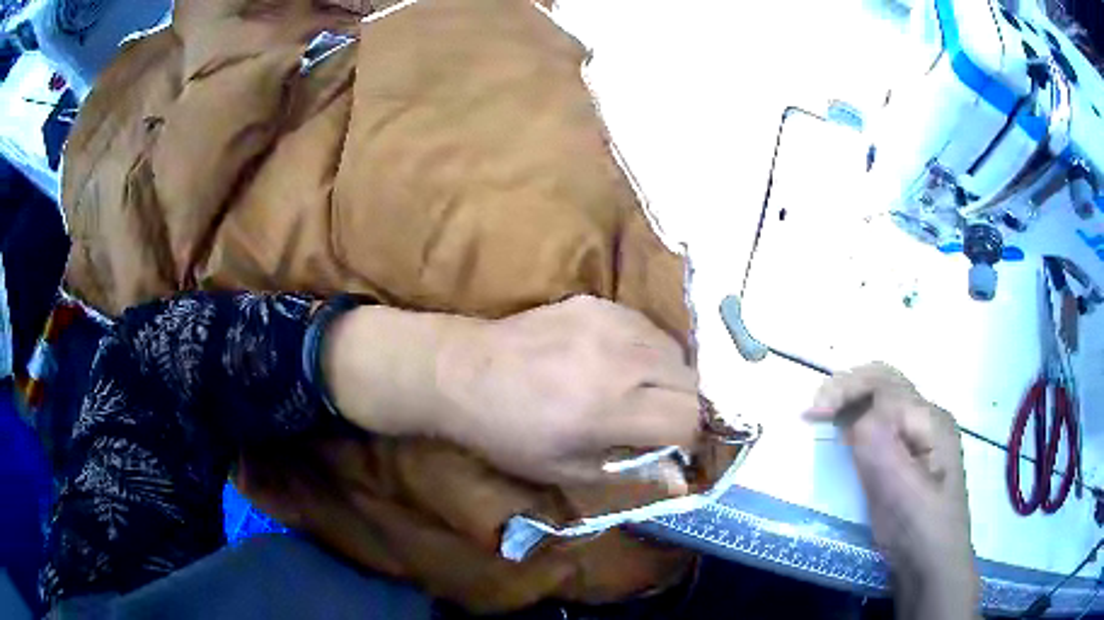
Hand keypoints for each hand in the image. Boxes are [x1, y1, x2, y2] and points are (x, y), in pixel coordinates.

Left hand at [323, 296, 700, 487]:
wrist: (461, 373)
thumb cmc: (508, 434)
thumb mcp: (565, 469)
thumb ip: (630, 472)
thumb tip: (682, 481)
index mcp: (609, 410)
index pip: (688, 418)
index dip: (691, 438)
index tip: (677, 447)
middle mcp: (619, 361)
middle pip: (691, 380)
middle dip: (686, 406)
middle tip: (661, 421)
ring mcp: (608, 324)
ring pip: (674, 349)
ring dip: (671, 376)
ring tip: (644, 391)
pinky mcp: (595, 303)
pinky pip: (645, 326)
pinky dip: (648, 349)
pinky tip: (621, 362)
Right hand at [805, 363, 978, 618]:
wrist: (933, 569)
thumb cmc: (919, 531)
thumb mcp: (899, 490)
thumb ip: (878, 446)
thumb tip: (853, 418)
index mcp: (931, 421)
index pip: (885, 385)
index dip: (846, 391)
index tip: (811, 417)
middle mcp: (928, 420)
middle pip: (885, 384)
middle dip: (847, 389)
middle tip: (814, 411)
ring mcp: (920, 439)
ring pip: (883, 402)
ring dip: (852, 402)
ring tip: (823, 417)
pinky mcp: (909, 459)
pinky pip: (882, 426)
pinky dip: (858, 422)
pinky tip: (844, 436)